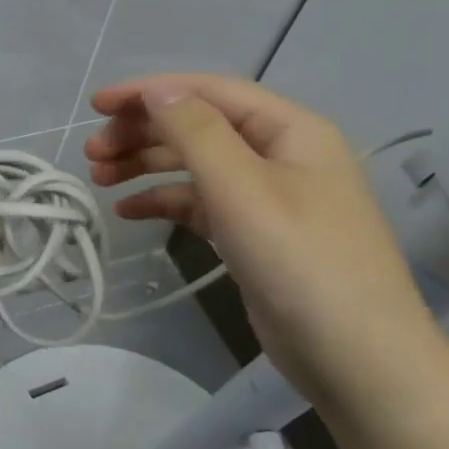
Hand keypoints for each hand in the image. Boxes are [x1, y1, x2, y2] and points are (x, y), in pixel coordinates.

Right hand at [84, 73, 441, 404]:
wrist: (356, 358)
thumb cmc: (300, 261)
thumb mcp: (242, 188)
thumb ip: (196, 132)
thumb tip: (158, 90)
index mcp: (289, 130)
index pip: (209, 92)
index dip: (149, 91)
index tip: (97, 105)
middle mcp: (279, 154)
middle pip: (199, 126)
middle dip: (142, 131)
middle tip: (92, 152)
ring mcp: (267, 196)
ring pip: (195, 164)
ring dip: (146, 164)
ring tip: (99, 177)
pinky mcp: (253, 233)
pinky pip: (200, 202)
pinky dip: (164, 201)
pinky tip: (128, 211)